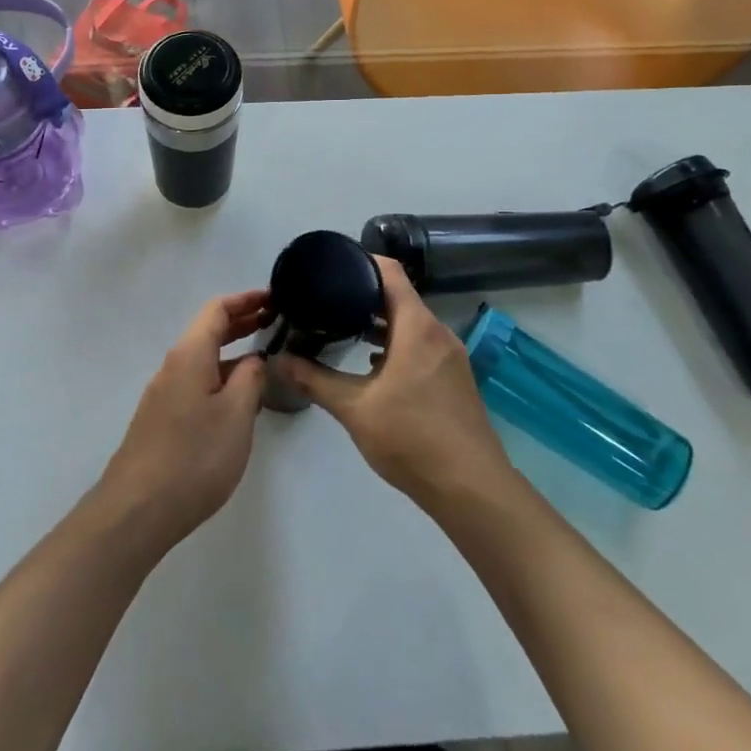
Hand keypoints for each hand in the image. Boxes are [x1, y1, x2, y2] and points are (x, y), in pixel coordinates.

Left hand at [97, 289, 271, 548]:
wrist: (137, 510)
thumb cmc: (193, 457)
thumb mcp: (236, 415)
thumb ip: (250, 379)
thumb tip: (253, 359)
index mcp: (190, 355)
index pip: (217, 309)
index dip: (246, 299)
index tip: (275, 297)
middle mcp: (173, 366)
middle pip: (208, 330)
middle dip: (241, 321)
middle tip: (276, 320)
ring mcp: (164, 394)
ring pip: (202, 358)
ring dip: (232, 351)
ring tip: (265, 356)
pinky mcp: (162, 420)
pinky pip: (196, 382)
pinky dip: (221, 375)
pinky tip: (239, 397)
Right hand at [273, 257, 514, 511]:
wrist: (471, 489)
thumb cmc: (411, 438)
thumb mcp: (354, 408)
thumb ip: (314, 380)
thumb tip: (278, 360)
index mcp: (417, 327)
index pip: (391, 272)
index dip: (363, 261)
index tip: (333, 264)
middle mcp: (438, 333)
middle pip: (400, 297)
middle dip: (363, 294)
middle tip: (326, 298)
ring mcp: (450, 357)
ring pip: (410, 324)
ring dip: (379, 322)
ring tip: (342, 327)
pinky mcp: (454, 380)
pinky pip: (421, 346)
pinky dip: (395, 344)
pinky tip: (371, 364)